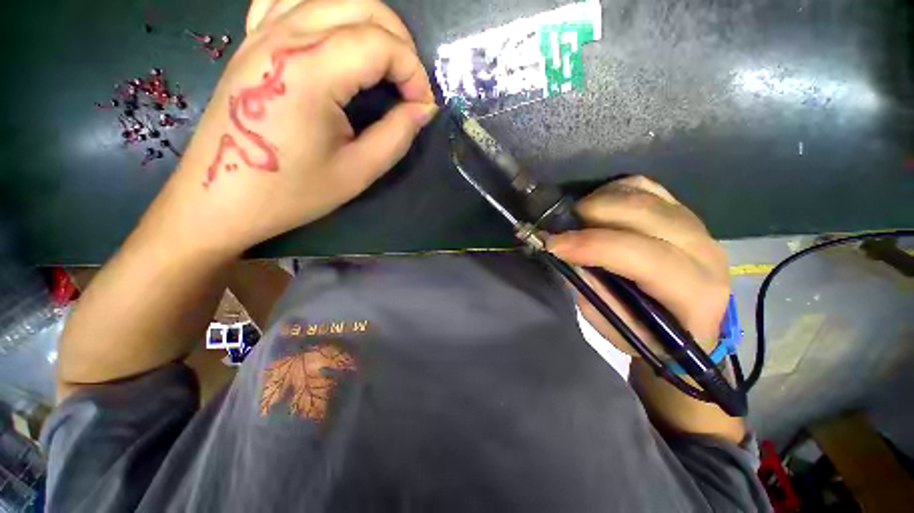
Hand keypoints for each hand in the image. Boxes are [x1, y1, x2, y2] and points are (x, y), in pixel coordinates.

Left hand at [156, 0, 435, 255]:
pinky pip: (293, 1)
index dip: (413, 72)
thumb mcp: (358, 172)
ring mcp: (262, 33)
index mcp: (310, 73)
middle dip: (400, 44)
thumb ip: (397, 135)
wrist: (221, 198)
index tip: (422, 106)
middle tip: (410, 86)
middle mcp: (284, 38)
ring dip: (371, 24)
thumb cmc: (292, 193)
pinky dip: (328, 11)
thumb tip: (424, 109)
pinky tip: (338, 39)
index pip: (381, 44)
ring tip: (385, 64)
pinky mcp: (252, 41)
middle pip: (361, 7)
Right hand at [547, 176, 729, 356]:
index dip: (592, 246)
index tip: (553, 244)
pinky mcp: (682, 210)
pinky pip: (643, 185)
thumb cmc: (652, 335)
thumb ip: (593, 290)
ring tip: (578, 220)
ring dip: (599, 201)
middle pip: (642, 213)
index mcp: (694, 292)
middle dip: (591, 215)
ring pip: (641, 193)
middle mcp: (703, 250)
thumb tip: (567, 255)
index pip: (642, 256)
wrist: (691, 323)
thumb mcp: (616, 326)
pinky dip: (613, 190)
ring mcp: (695, 223)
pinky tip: (599, 208)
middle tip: (562, 229)